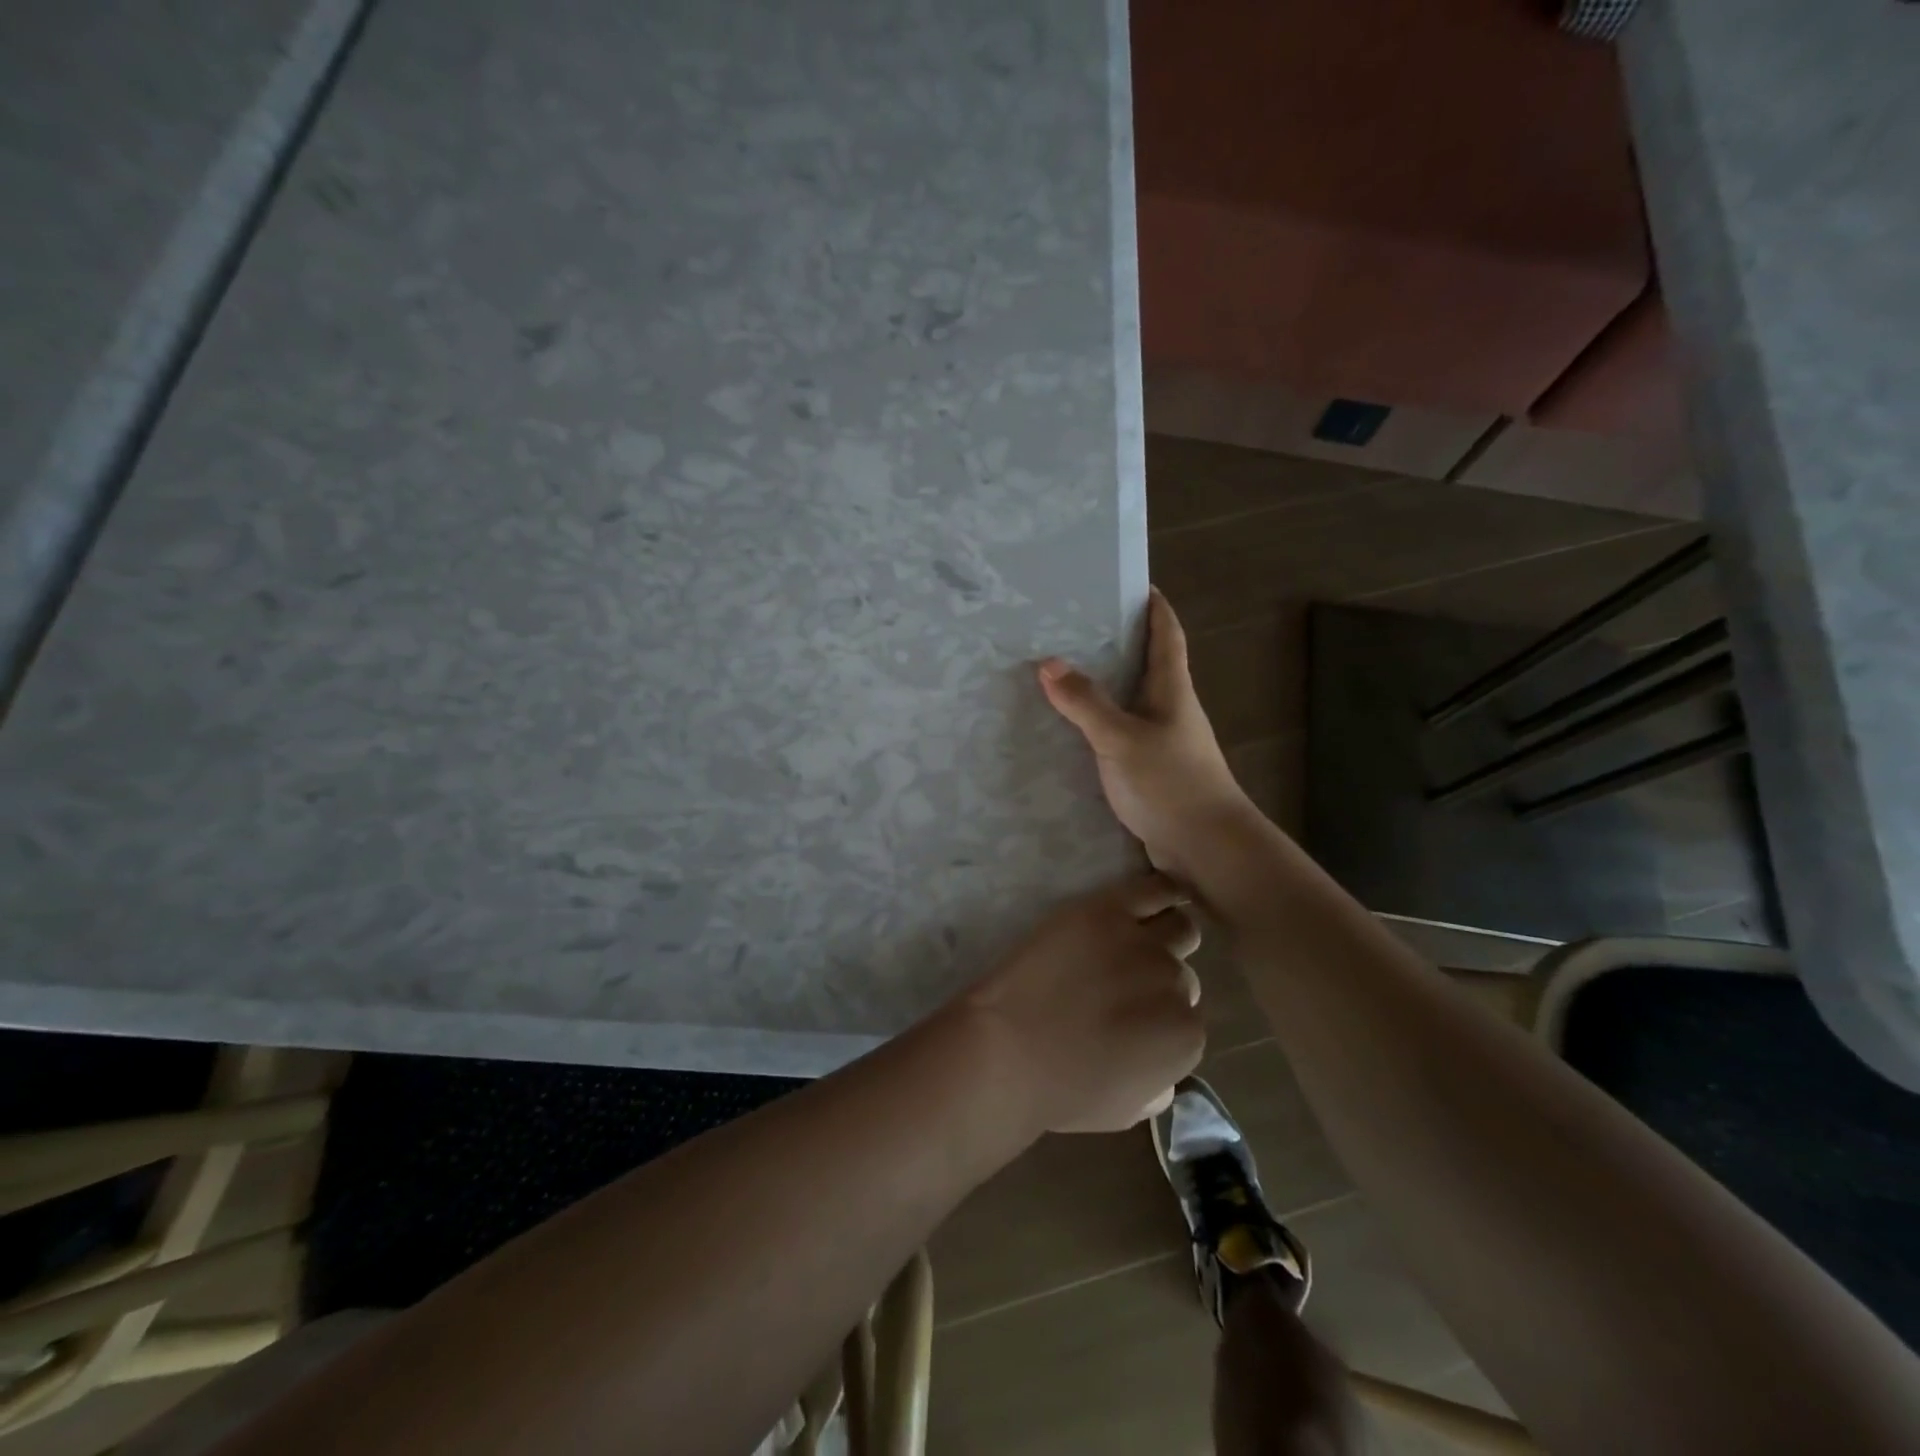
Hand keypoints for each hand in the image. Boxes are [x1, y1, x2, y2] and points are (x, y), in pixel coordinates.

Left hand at [950, 873, 1204, 1134]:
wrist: (1007, 1048)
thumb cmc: (1061, 1089)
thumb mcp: (1127, 1109)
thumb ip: (1159, 1085)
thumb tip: (1165, 1070)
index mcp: (1186, 1037)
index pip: (1188, 1016)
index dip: (1161, 1016)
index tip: (1136, 1017)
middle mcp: (1176, 985)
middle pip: (1181, 972)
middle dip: (1159, 979)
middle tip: (1124, 983)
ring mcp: (1143, 943)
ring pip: (1179, 927)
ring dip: (1166, 935)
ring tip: (1139, 940)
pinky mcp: (1109, 909)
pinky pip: (1154, 888)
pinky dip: (1166, 890)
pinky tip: (1165, 893)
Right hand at [1039, 587, 1254, 881]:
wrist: (1205, 847)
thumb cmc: (1171, 783)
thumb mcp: (1121, 738)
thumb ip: (1086, 702)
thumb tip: (1048, 662)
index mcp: (1172, 690)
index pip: (1167, 635)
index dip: (1155, 607)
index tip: (1134, 584)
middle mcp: (1170, 709)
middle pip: (1146, 664)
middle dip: (1117, 642)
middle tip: (1074, 626)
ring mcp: (1163, 741)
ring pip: (1130, 701)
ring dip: (1104, 685)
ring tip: (1061, 672)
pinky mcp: (1151, 770)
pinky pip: (1120, 734)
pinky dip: (1098, 724)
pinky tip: (1070, 730)